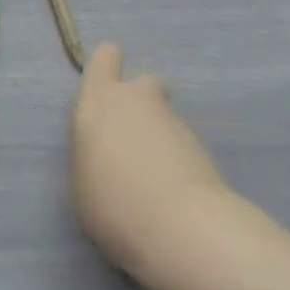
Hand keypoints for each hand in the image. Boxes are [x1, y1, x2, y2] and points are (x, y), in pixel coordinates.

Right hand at [71, 44, 241, 289]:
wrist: (183, 231)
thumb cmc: (114, 205)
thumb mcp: (83, 182)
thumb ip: (94, 155)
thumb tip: (109, 158)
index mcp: (98, 101)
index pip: (105, 57)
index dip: (108, 69)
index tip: (106, 93)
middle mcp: (135, 100)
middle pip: (144, 82)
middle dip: (143, 103)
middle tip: (136, 140)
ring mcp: (175, 122)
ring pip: (166, 117)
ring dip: (162, 137)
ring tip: (158, 180)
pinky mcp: (206, 149)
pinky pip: (185, 146)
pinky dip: (182, 163)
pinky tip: (177, 195)